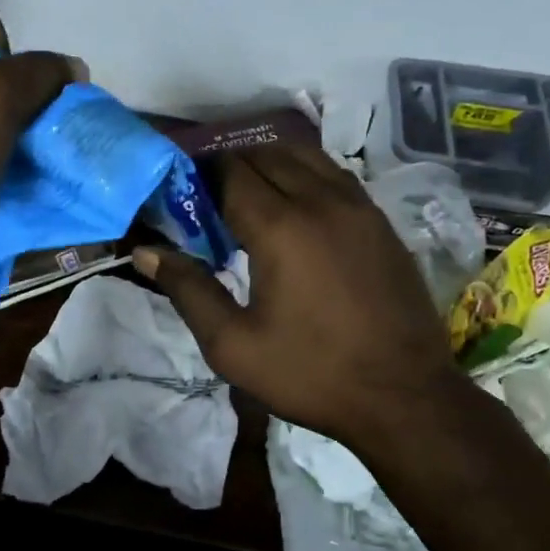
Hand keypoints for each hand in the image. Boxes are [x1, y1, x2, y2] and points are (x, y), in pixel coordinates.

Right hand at [134, 145, 473, 454]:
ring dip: (269, 164)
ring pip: (304, 156)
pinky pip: (334, 174)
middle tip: (208, 199)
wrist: (404, 396)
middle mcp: (321, 200)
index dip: (199, 176)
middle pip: (265, 154)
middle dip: (230, 166)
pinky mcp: (380, 220)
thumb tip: (145, 251)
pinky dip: (305, 174)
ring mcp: (358, 206)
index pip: (229, 173)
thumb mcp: (233, 345)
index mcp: (280, 227)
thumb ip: (187, 290)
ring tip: (247, 196)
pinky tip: (295, 207)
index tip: (181, 195)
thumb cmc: (311, 374)